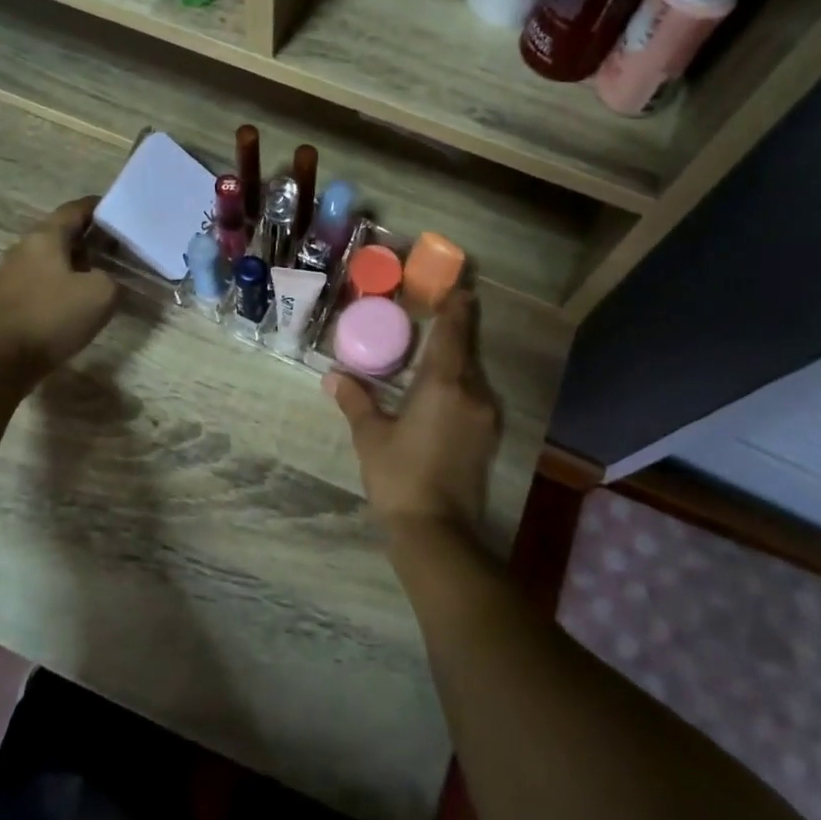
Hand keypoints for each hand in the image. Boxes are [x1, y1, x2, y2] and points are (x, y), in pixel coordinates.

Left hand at [0, 198, 118, 386]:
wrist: (5, 359)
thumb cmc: (54, 316)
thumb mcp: (102, 293)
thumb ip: (113, 278)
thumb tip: (106, 278)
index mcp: (45, 236)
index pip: (76, 209)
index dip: (101, 209)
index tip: (123, 214)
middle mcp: (25, 246)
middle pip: (63, 231)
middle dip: (92, 237)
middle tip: (120, 248)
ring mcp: (13, 272)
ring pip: (53, 256)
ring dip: (78, 260)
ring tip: (105, 272)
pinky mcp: (10, 296)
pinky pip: (43, 277)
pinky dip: (64, 279)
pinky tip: (80, 296)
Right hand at [325, 291, 500, 541]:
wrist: (436, 532)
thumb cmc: (398, 477)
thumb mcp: (370, 437)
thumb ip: (355, 401)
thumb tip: (333, 377)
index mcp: (444, 384)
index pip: (454, 333)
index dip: (457, 307)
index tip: (458, 287)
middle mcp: (473, 393)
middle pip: (466, 351)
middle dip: (455, 331)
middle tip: (437, 312)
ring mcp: (485, 417)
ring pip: (472, 376)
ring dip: (457, 360)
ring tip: (433, 351)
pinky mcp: (487, 439)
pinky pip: (475, 397)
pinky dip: (460, 385)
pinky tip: (441, 391)